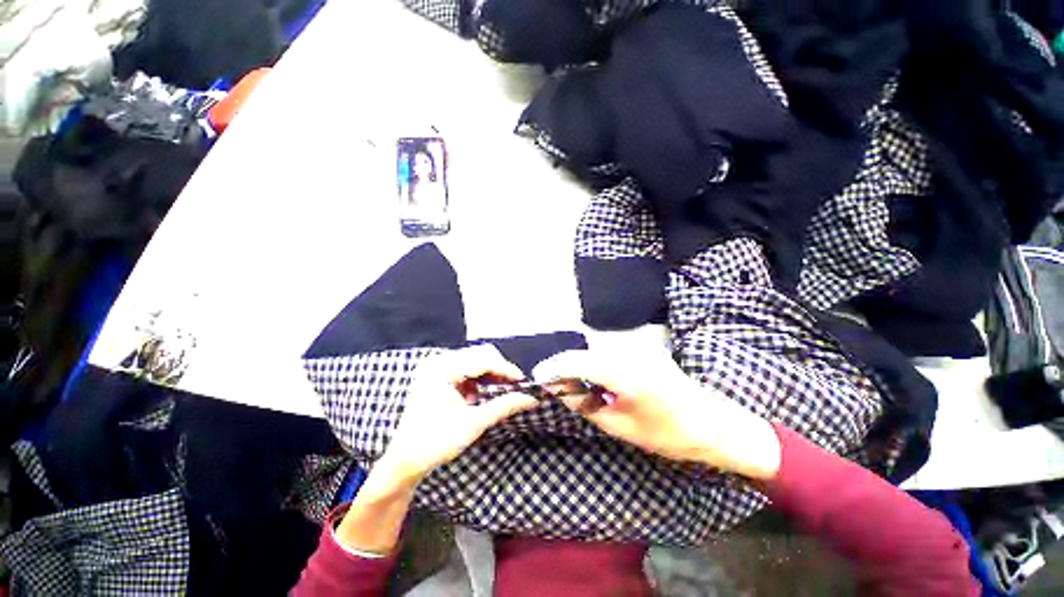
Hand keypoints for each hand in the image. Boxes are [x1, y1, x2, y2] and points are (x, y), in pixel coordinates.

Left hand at [382, 345, 539, 479]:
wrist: (405, 461)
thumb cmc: (437, 441)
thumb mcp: (475, 423)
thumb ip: (505, 406)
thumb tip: (531, 398)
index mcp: (444, 368)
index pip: (484, 360)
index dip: (507, 370)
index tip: (524, 382)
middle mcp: (439, 361)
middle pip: (480, 354)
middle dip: (499, 370)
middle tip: (514, 387)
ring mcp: (436, 367)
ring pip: (474, 360)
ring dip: (490, 374)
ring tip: (500, 390)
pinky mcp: (436, 375)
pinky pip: (465, 368)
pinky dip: (478, 378)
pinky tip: (479, 395)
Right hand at [534, 349, 781, 480]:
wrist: (711, 423)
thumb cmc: (667, 433)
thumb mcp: (619, 426)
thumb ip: (585, 404)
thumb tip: (561, 390)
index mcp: (623, 372)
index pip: (577, 361)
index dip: (553, 367)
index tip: (537, 377)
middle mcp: (627, 352)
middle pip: (583, 352)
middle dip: (562, 366)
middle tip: (551, 384)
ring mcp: (636, 348)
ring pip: (593, 350)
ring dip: (577, 365)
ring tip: (566, 383)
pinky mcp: (641, 349)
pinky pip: (607, 352)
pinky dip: (592, 363)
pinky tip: (588, 378)